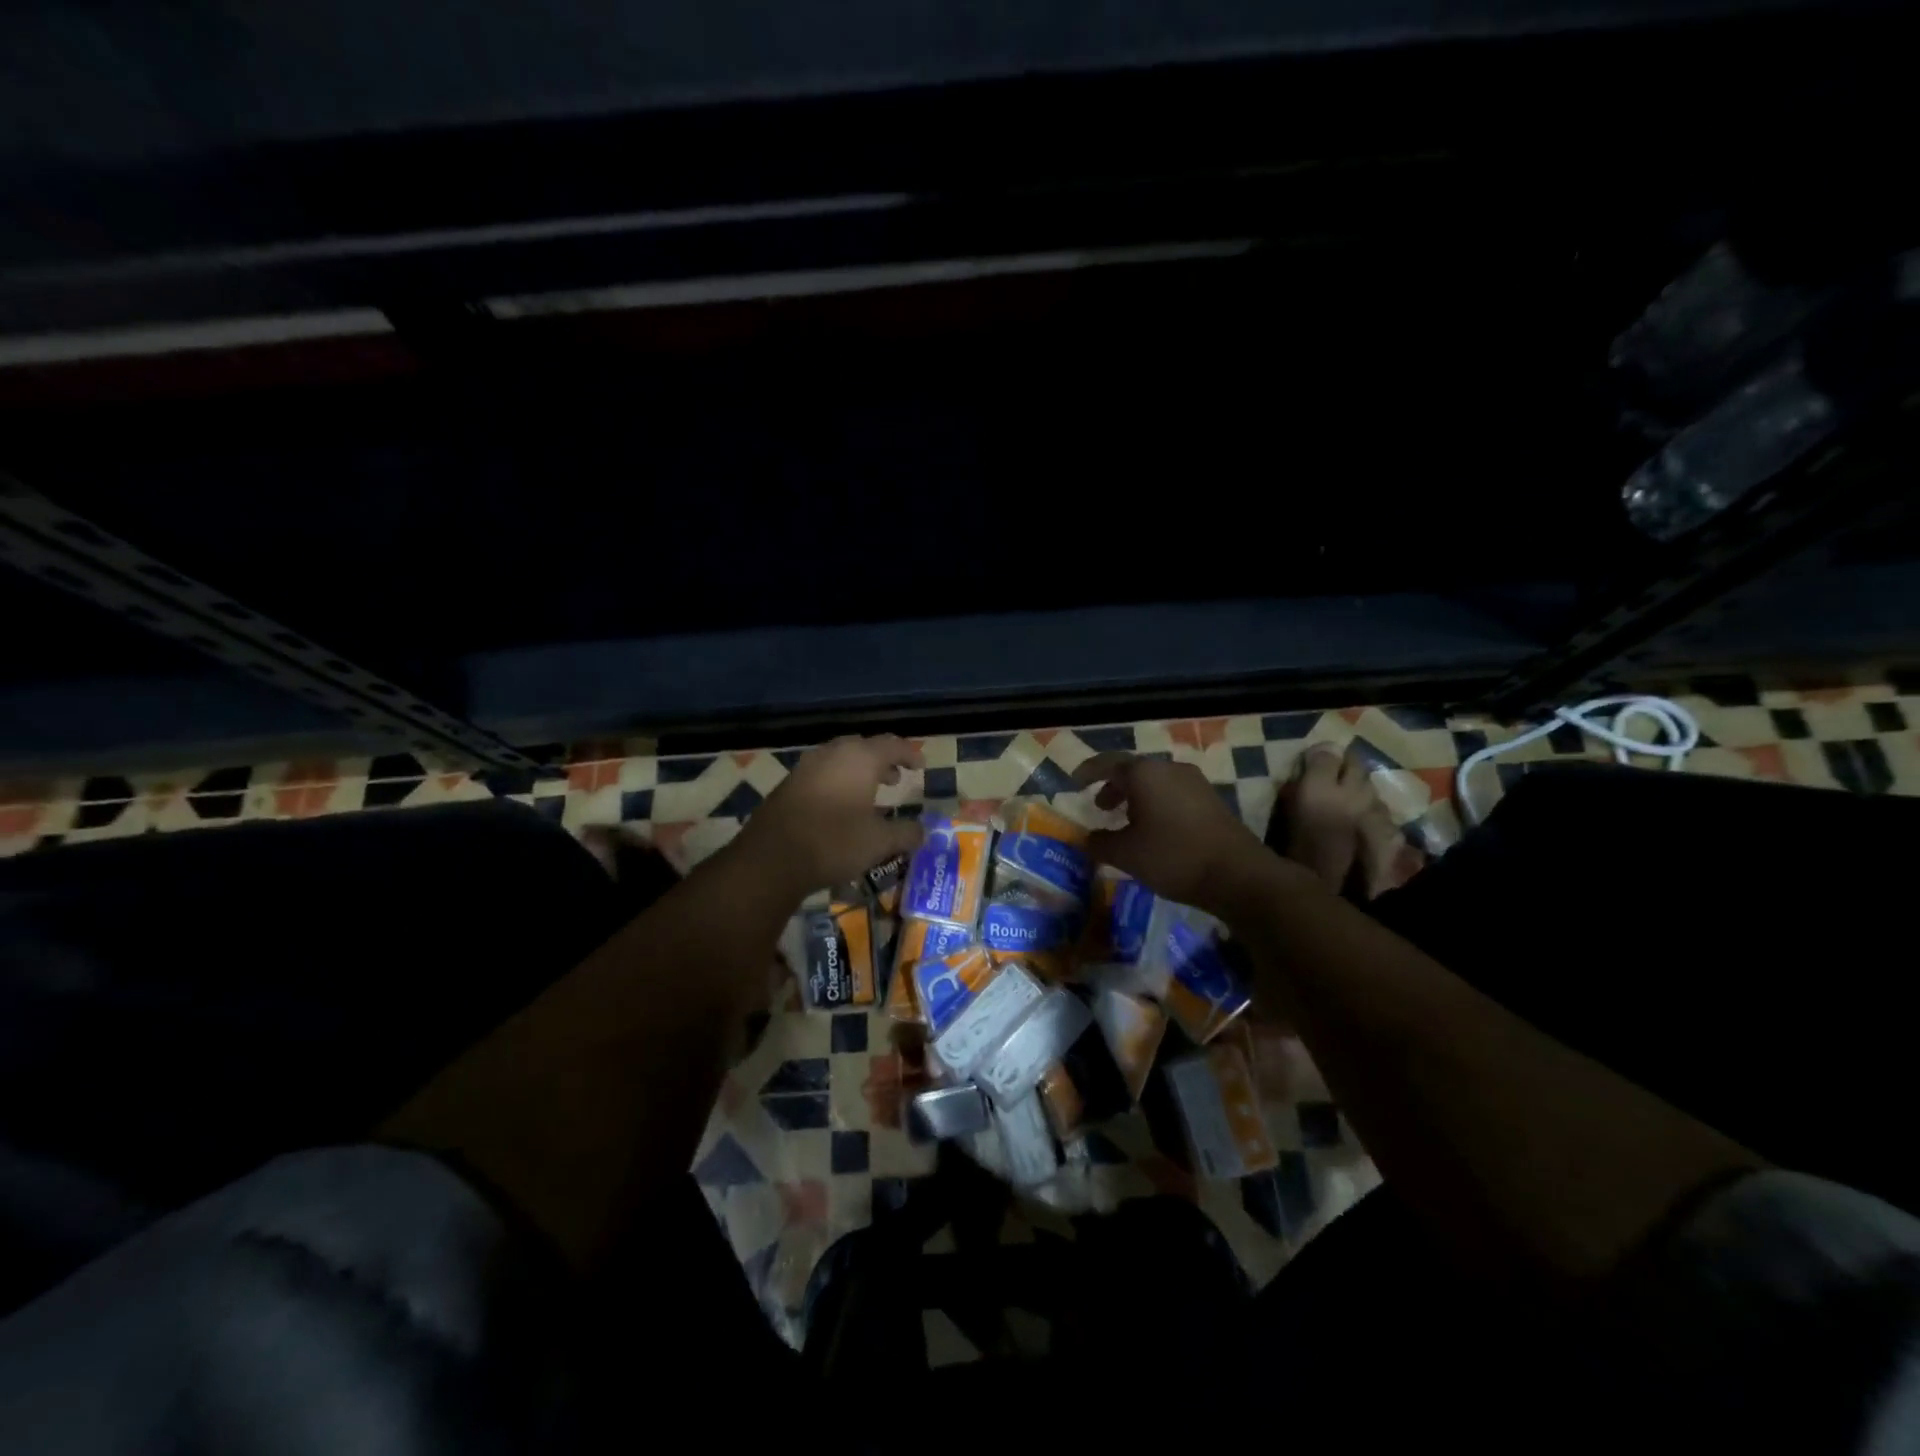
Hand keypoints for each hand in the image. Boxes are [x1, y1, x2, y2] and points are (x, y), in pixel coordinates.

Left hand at [738, 735, 924, 895]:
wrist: (771, 858)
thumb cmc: (834, 842)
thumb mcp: (879, 842)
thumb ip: (906, 833)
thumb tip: (922, 832)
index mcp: (860, 758)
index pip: (892, 745)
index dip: (909, 754)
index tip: (920, 766)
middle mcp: (832, 753)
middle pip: (863, 747)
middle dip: (882, 760)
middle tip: (895, 778)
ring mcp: (806, 767)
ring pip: (840, 760)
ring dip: (858, 772)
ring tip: (870, 793)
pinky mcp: (789, 784)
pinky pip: (822, 774)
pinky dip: (838, 782)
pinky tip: (841, 807)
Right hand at [1072, 751, 1286, 920]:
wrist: (1237, 875)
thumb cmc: (1173, 857)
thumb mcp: (1126, 854)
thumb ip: (1100, 842)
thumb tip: (1086, 839)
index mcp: (1144, 773)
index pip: (1108, 763)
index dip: (1088, 772)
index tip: (1074, 783)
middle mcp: (1169, 769)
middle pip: (1134, 770)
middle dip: (1114, 786)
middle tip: (1100, 806)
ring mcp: (1195, 782)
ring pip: (1156, 781)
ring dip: (1136, 796)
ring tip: (1125, 820)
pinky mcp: (1211, 800)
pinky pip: (1173, 793)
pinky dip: (1156, 804)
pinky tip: (1154, 829)